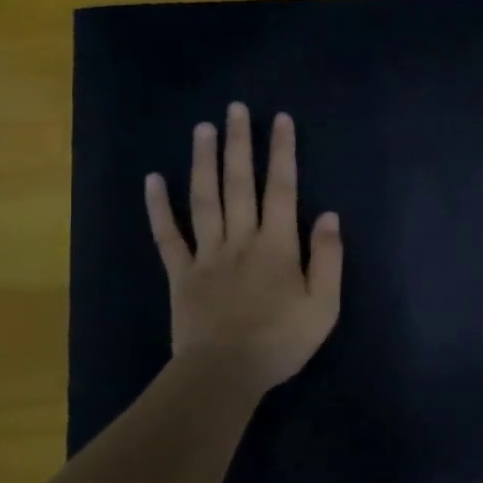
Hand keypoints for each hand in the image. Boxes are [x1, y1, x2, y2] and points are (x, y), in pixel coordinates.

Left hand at [145, 103, 342, 398]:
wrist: (225, 374)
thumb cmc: (280, 341)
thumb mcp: (323, 306)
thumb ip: (328, 259)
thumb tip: (330, 216)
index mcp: (277, 245)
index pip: (282, 189)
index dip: (282, 152)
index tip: (279, 119)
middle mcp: (241, 239)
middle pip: (239, 183)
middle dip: (239, 143)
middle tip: (235, 108)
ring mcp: (207, 254)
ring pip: (204, 199)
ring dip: (203, 162)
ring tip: (202, 128)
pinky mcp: (181, 273)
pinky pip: (168, 235)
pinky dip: (159, 207)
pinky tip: (152, 180)